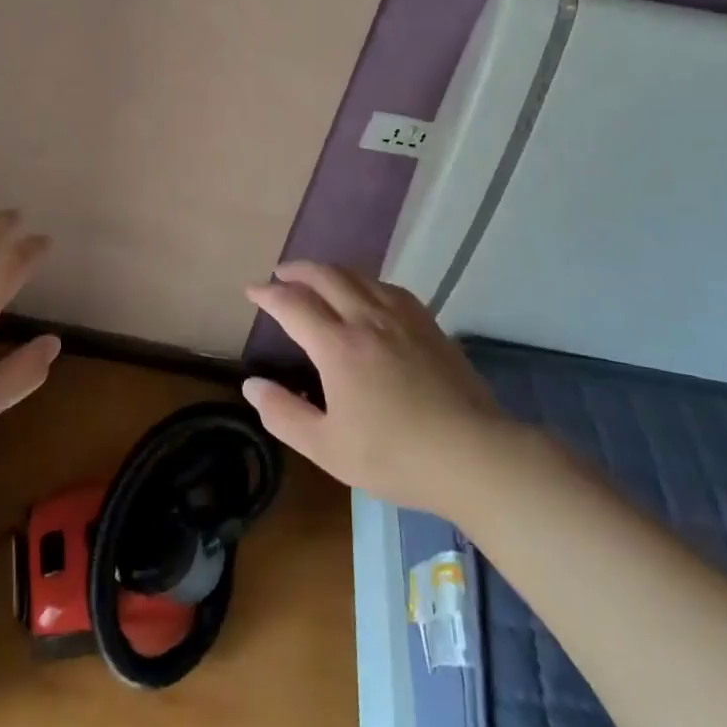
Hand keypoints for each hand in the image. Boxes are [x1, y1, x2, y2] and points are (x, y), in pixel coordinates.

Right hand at [241, 263, 513, 515]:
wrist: (474, 455)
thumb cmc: (396, 456)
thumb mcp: (328, 448)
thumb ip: (285, 414)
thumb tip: (251, 385)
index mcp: (338, 346)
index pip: (293, 305)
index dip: (268, 294)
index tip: (252, 291)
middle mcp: (366, 319)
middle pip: (326, 277)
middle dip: (297, 271)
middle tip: (280, 274)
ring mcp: (401, 317)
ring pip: (358, 276)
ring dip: (329, 271)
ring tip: (317, 277)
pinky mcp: (428, 324)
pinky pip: (388, 287)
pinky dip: (365, 281)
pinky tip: (367, 292)